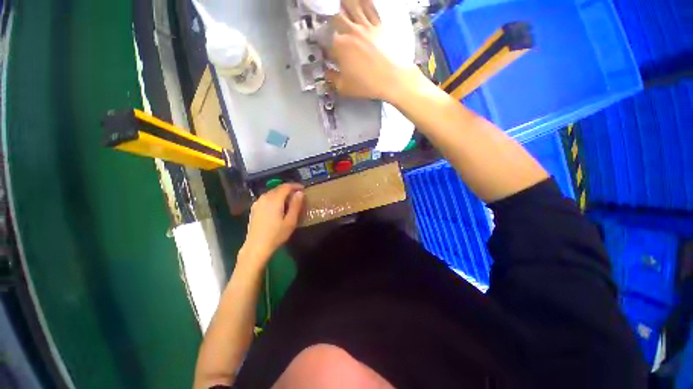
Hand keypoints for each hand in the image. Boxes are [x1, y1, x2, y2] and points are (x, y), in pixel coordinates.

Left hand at [239, 183, 304, 269]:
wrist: (256, 247)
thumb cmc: (276, 235)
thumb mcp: (291, 221)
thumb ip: (296, 205)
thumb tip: (300, 193)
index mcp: (274, 200)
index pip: (286, 187)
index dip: (295, 186)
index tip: (303, 188)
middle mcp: (265, 198)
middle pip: (278, 188)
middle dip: (289, 189)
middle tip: (298, 195)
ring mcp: (258, 203)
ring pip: (272, 193)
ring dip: (281, 194)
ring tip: (289, 201)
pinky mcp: (254, 208)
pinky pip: (266, 198)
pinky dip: (274, 198)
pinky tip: (278, 206)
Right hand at [327, 0, 419, 101]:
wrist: (390, 79)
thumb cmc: (366, 85)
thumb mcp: (344, 87)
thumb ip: (332, 78)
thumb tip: (327, 73)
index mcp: (339, 46)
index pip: (325, 40)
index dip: (322, 42)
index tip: (323, 48)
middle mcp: (351, 32)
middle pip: (336, 16)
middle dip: (330, 17)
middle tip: (329, 20)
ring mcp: (365, 26)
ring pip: (352, 6)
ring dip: (345, 4)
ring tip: (341, 4)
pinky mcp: (378, 25)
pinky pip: (370, 8)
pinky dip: (364, 3)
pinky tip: (360, 1)